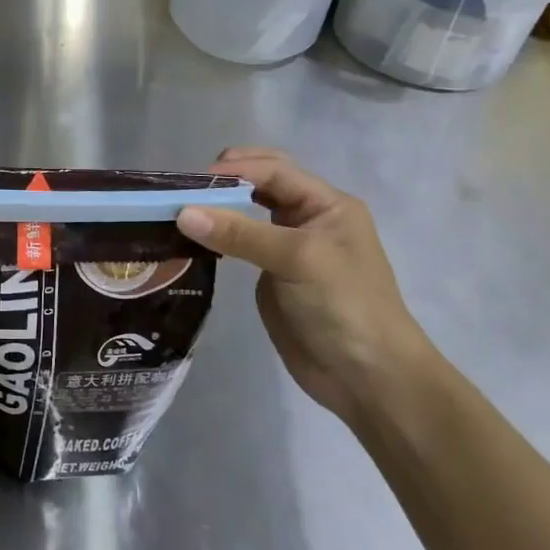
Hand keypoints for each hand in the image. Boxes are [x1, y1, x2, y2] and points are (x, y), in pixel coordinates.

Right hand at [177, 146, 432, 424]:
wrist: (368, 379)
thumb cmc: (344, 306)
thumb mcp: (297, 260)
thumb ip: (240, 233)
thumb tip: (183, 213)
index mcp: (327, 204)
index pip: (274, 171)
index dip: (235, 170)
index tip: (193, 183)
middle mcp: (308, 218)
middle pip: (262, 183)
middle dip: (226, 180)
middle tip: (188, 191)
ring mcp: (289, 246)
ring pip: (248, 211)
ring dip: (218, 207)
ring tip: (181, 210)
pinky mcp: (272, 273)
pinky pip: (240, 242)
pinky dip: (218, 235)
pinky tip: (194, 238)